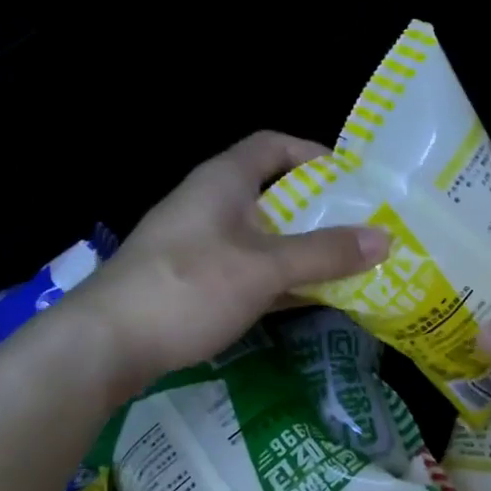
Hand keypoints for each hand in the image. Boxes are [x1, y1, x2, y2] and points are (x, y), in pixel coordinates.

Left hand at [69, 132, 386, 395]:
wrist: (105, 345)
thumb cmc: (188, 287)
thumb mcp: (265, 268)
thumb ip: (325, 253)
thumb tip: (385, 238)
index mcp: (223, 181)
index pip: (273, 145)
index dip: (313, 154)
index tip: (351, 178)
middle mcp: (210, 204)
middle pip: (273, 193)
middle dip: (317, 209)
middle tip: (360, 227)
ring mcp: (199, 244)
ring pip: (262, 235)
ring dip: (301, 247)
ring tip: (347, 263)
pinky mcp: (192, 281)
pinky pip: (248, 269)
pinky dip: (279, 278)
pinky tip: (310, 298)